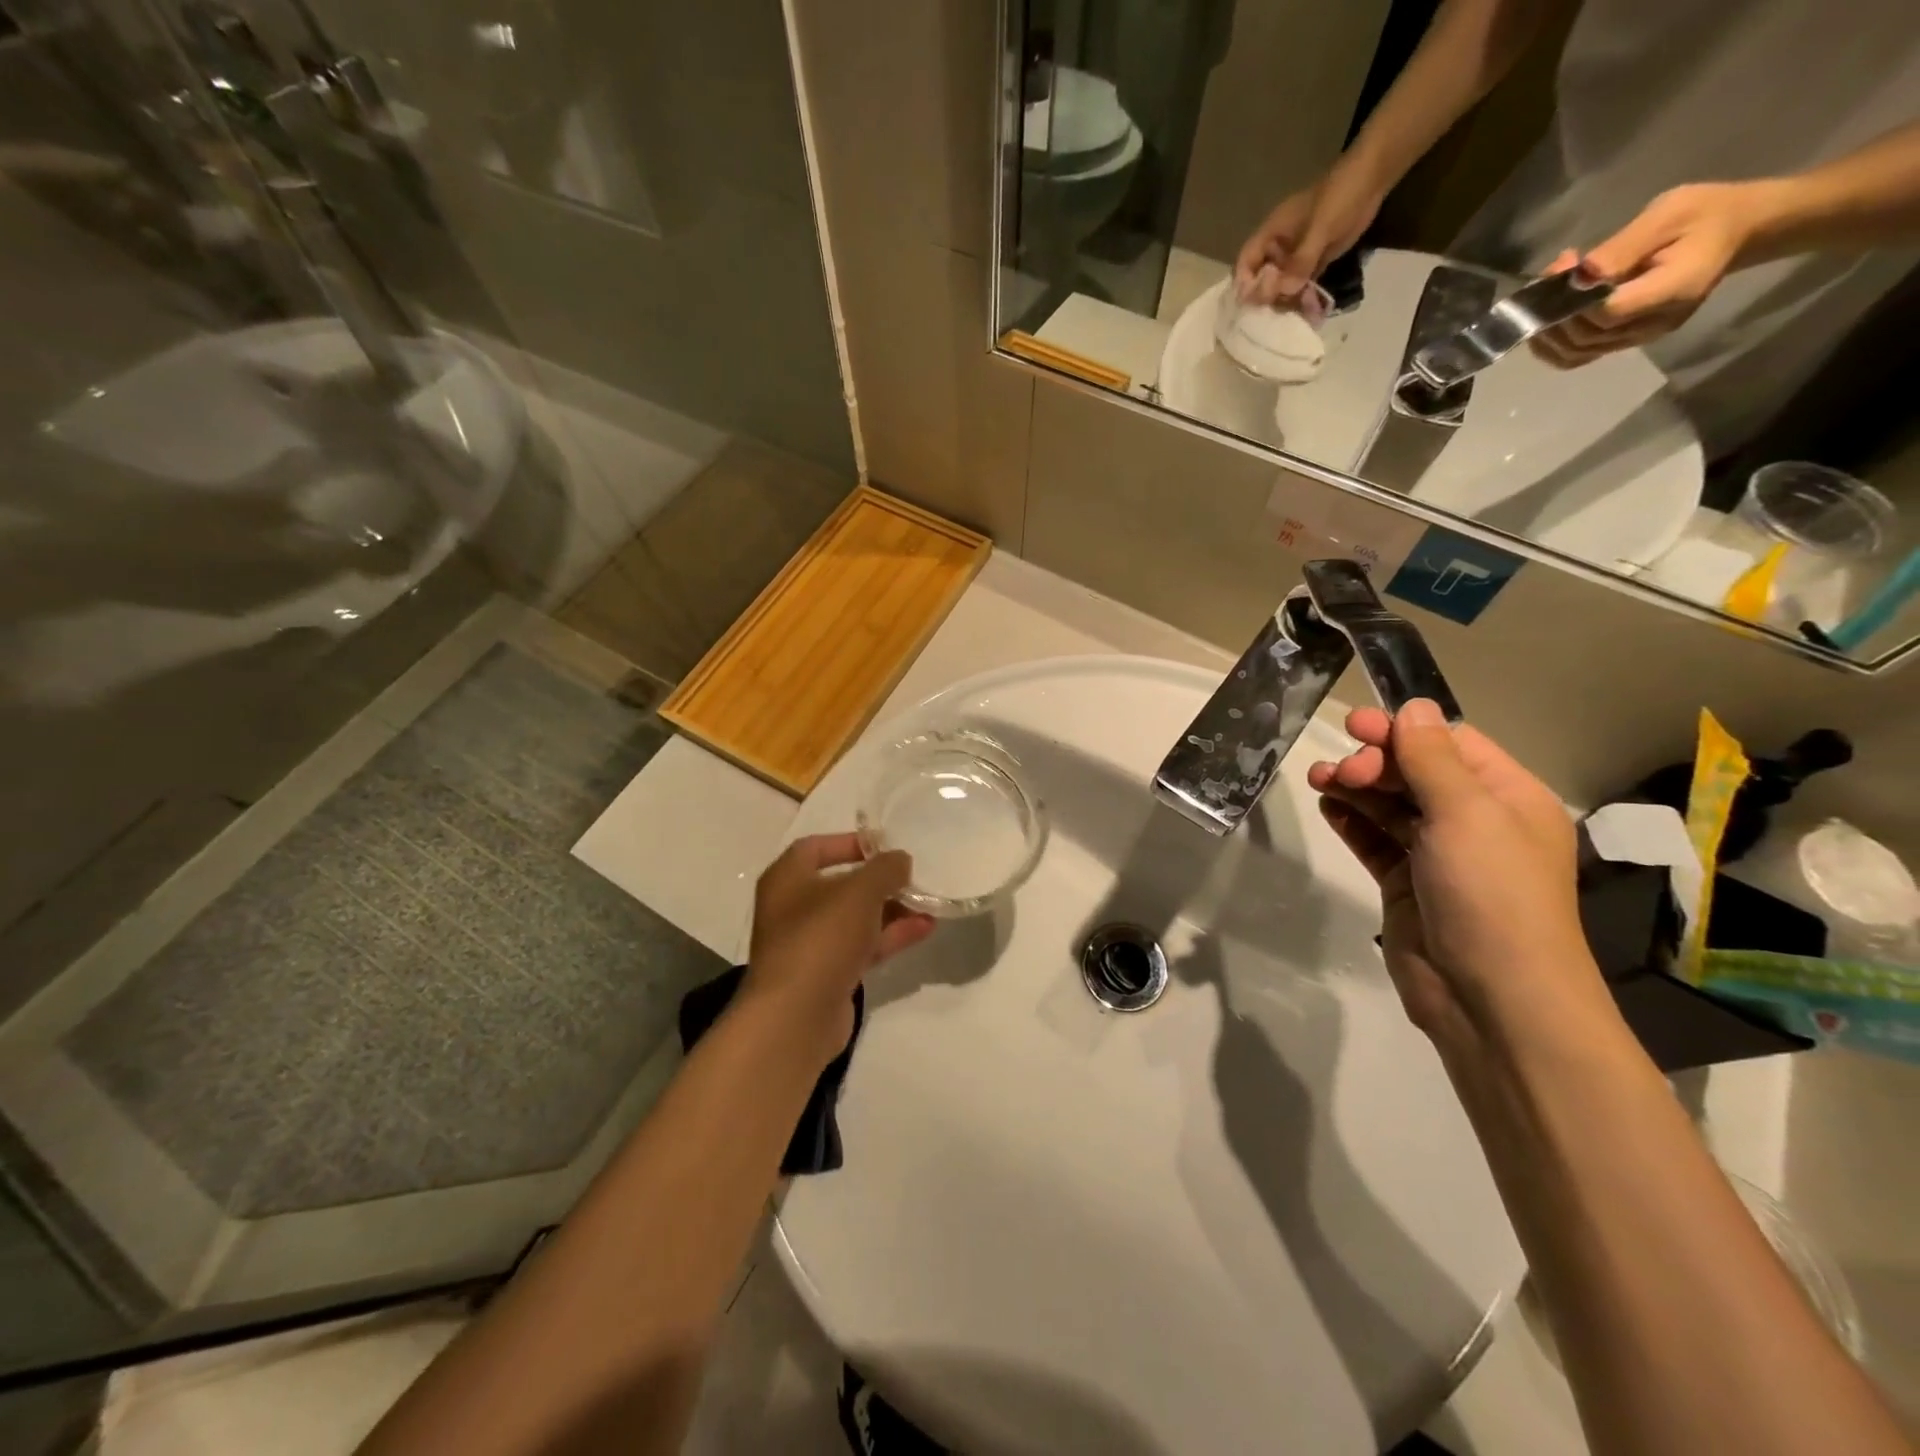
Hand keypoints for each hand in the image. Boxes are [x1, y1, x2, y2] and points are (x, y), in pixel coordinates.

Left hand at [742, 834, 935, 1062]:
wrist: (796, 1017)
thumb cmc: (821, 938)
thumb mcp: (860, 892)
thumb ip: (885, 869)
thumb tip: (900, 860)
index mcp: (787, 879)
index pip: (816, 847)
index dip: (851, 843)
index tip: (885, 846)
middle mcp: (792, 908)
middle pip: (841, 884)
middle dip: (880, 881)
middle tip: (914, 877)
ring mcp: (809, 944)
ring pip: (855, 918)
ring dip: (891, 910)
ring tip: (929, 904)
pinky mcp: (826, 975)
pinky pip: (861, 946)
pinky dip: (889, 936)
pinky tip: (924, 929)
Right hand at [1234, 161, 1382, 305]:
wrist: (1372, 180)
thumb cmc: (1340, 194)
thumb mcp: (1320, 226)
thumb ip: (1301, 259)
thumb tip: (1284, 290)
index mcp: (1272, 234)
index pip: (1246, 262)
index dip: (1244, 283)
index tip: (1251, 302)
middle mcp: (1279, 249)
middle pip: (1261, 279)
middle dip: (1265, 299)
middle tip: (1273, 316)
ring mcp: (1296, 257)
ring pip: (1281, 286)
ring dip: (1284, 303)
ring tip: (1291, 320)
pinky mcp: (1313, 263)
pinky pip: (1301, 286)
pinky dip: (1302, 299)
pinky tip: (1308, 314)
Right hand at [1307, 700, 1606, 1045]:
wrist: (1489, 997)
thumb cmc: (1491, 895)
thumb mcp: (1466, 814)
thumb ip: (1432, 758)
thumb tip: (1414, 707)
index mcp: (1508, 799)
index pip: (1451, 745)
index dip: (1404, 731)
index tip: (1356, 726)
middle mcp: (1477, 823)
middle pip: (1417, 773)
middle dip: (1376, 762)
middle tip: (1341, 768)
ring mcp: (1439, 857)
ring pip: (1391, 807)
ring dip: (1356, 788)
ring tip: (1319, 780)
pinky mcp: (1407, 885)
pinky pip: (1376, 841)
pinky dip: (1352, 821)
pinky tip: (1328, 806)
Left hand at [1531, 182, 1762, 367]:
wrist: (1735, 229)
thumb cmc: (1705, 214)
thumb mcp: (1668, 214)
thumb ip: (1621, 249)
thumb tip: (1579, 276)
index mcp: (1672, 292)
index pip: (1607, 314)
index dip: (1574, 301)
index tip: (1563, 268)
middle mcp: (1652, 325)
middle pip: (1584, 338)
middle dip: (1554, 313)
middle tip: (1551, 274)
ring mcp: (1637, 338)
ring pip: (1574, 353)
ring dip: (1548, 330)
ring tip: (1547, 293)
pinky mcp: (1625, 340)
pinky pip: (1578, 354)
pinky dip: (1555, 342)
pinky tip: (1551, 314)